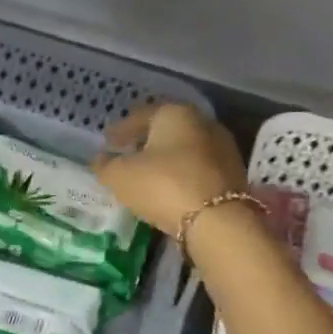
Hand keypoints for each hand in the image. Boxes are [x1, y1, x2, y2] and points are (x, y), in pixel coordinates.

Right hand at [91, 103, 247, 235]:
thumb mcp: (121, 176)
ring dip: (165, 159)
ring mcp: (223, 148)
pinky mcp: (232, 175)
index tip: (107, 141)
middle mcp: (203, 123)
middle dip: (145, 141)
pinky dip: (180, 174)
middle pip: (166, 129)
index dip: (121, 129)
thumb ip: (105, 165)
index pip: (141, 115)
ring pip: (184, 149)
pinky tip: (168, 189)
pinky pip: (197, 169)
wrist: (217, 220)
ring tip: (146, 175)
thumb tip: (100, 159)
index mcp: (175, 113)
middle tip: (127, 154)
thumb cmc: (163, 184)